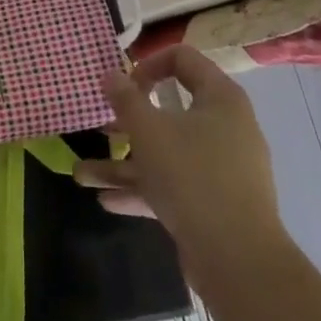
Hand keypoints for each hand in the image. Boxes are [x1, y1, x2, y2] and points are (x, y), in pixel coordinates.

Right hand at [75, 46, 285, 262]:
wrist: (239, 261)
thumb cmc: (192, 177)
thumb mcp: (148, 131)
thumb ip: (125, 99)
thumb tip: (111, 74)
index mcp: (220, 99)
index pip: (183, 59)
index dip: (148, 63)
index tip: (123, 85)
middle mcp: (226, 128)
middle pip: (171, 110)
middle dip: (127, 121)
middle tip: (100, 126)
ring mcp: (222, 169)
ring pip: (166, 154)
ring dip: (123, 163)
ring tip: (82, 174)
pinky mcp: (215, 204)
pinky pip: (174, 185)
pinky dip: (142, 189)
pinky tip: (106, 200)